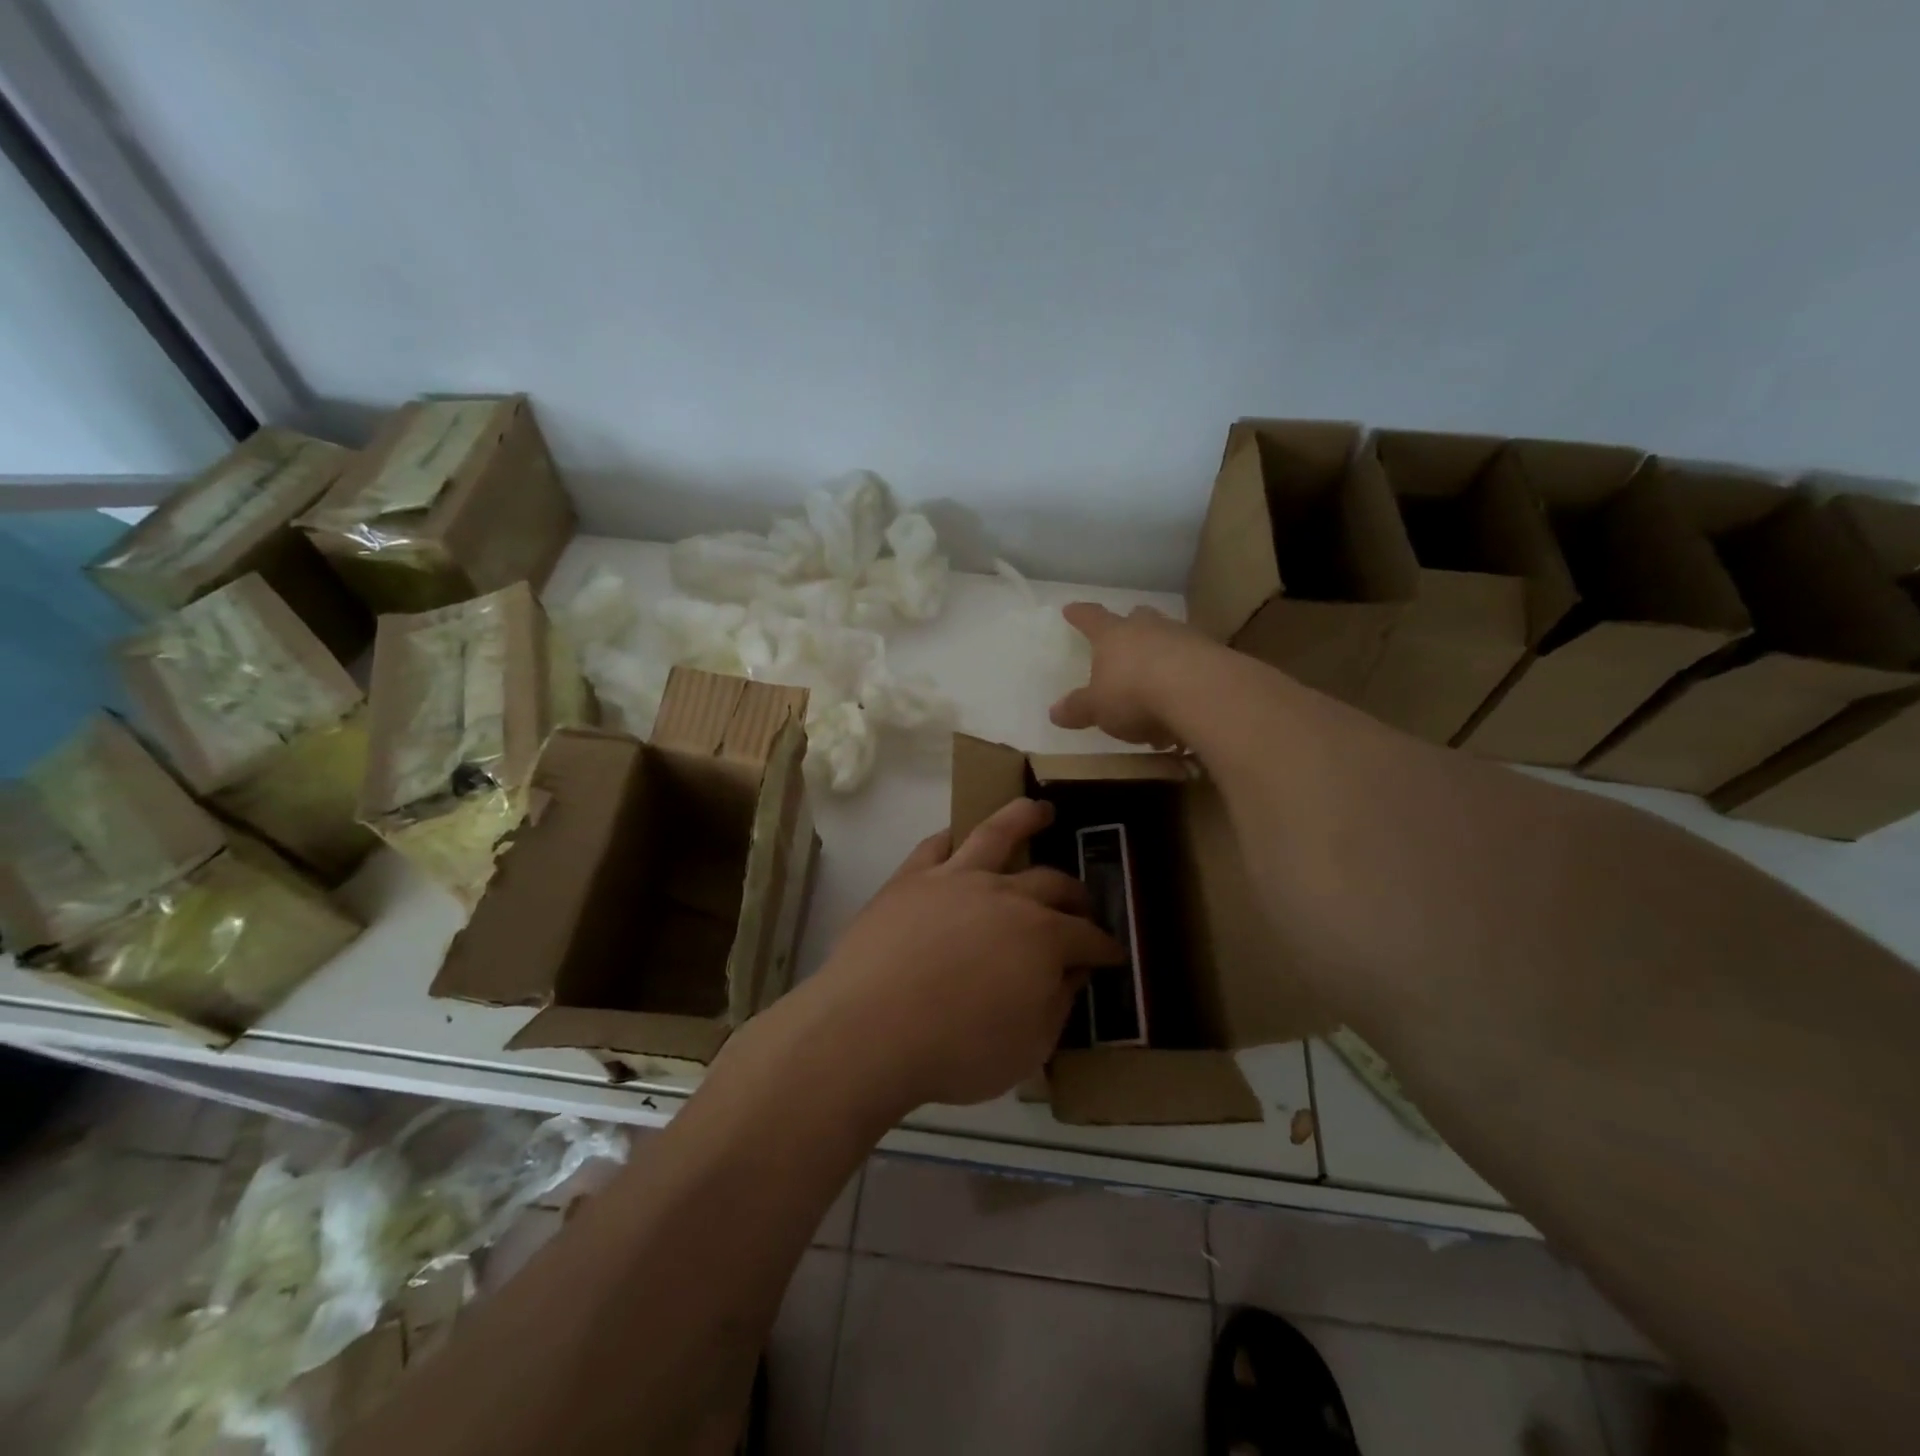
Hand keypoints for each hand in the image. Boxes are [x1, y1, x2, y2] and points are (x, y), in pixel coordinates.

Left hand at [796, 798, 1123, 1114]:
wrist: (870, 1030)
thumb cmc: (956, 1051)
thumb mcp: (1028, 1048)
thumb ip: (1057, 1005)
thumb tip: (1072, 974)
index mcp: (1042, 937)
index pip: (1087, 937)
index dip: (1104, 946)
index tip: (1113, 953)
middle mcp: (1005, 895)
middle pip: (1052, 882)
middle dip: (1075, 895)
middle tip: (1082, 905)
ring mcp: (955, 879)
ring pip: (997, 834)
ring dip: (1023, 818)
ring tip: (1039, 810)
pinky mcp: (911, 878)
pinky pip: (936, 846)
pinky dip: (952, 838)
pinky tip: (958, 837)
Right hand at [1049, 603, 1212, 747]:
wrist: (1200, 692)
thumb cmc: (1134, 694)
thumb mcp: (1097, 708)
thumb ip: (1078, 709)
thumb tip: (1055, 712)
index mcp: (1113, 635)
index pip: (1091, 618)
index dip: (1079, 615)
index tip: (1070, 609)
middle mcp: (1148, 628)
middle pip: (1138, 617)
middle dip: (1131, 625)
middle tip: (1126, 635)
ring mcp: (1185, 638)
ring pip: (1169, 637)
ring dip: (1162, 653)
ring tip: (1157, 683)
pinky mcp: (1214, 655)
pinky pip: (1194, 662)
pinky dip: (1186, 678)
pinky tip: (1183, 705)